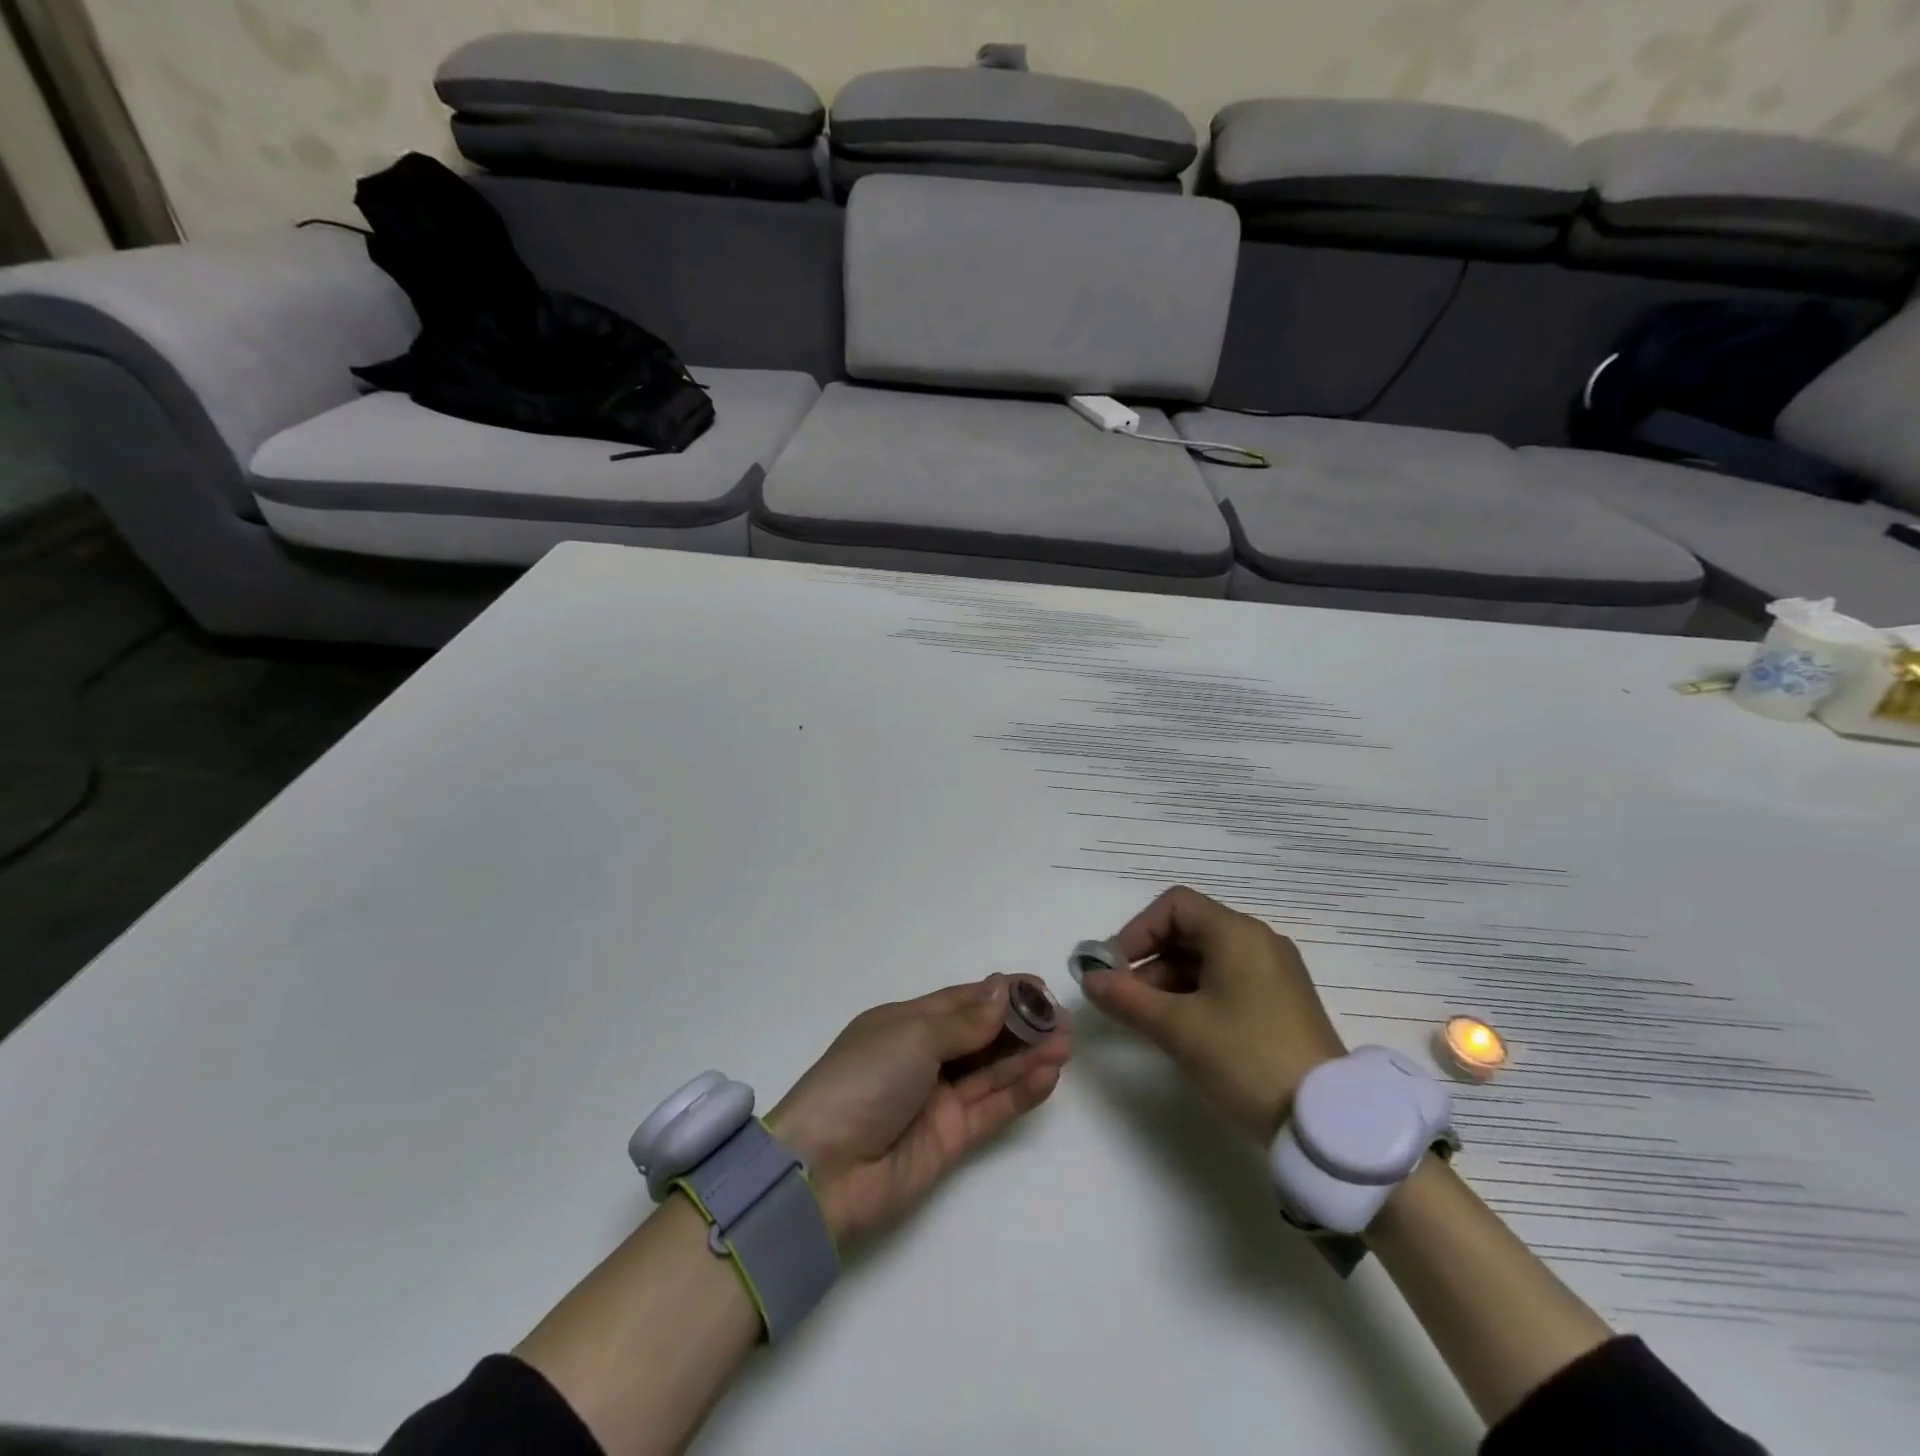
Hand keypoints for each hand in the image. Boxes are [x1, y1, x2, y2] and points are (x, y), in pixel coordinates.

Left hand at [766, 977, 1071, 1248]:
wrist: (825, 1170)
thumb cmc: (863, 1080)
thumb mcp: (912, 1037)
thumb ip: (964, 1022)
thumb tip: (1001, 991)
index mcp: (906, 1023)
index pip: (962, 1001)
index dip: (1000, 992)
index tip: (1038, 986)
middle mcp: (925, 1057)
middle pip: (982, 1034)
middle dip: (1021, 1025)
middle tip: (1061, 1019)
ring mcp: (939, 1098)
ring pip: (992, 1070)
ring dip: (1028, 1056)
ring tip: (1065, 1043)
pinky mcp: (952, 1138)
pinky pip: (993, 1107)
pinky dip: (1020, 1091)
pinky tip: (1049, 1075)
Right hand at [1079, 886, 1344, 1142]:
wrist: (1328, 1124)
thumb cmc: (1246, 1059)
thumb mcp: (1178, 1029)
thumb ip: (1127, 998)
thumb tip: (1088, 979)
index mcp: (1237, 934)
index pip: (1174, 906)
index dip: (1137, 930)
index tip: (1114, 968)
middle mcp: (1258, 942)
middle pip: (1189, 931)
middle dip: (1149, 960)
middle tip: (1124, 997)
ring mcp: (1274, 973)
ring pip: (1207, 959)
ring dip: (1169, 981)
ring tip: (1148, 1020)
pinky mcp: (1281, 1002)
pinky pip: (1227, 981)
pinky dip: (1196, 995)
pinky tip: (1182, 1030)